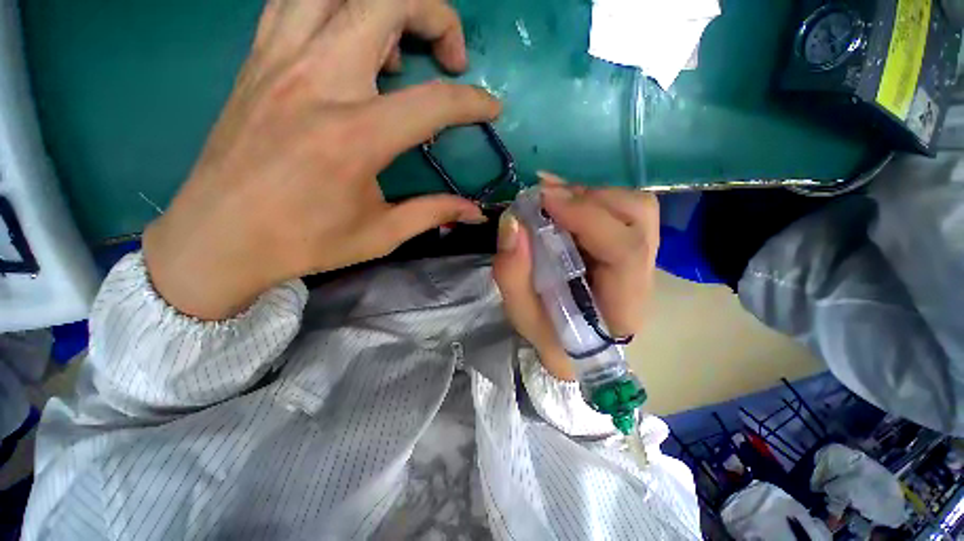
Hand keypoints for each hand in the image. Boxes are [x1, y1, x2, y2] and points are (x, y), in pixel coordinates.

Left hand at [144, 0, 499, 319]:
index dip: (473, 102)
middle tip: (449, 57)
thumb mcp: (381, 233)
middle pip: (386, 1)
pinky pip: (297, 1)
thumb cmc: (304, 242)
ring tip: (400, 45)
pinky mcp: (256, 60)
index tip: (491, 108)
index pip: (434, 102)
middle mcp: (317, 82)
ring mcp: (279, 60)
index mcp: (355, 137)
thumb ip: (434, 213)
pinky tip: (350, 38)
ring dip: (384, 4)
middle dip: (436, 16)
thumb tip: (474, 212)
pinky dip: (336, 5)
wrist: (219, 237)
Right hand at [493, 174, 659, 380]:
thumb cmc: (550, 337)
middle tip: (545, 198)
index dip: (587, 217)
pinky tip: (562, 203)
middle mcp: (643, 277)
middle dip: (588, 199)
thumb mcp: (522, 314)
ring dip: (589, 196)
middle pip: (638, 217)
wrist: (573, 346)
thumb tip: (512, 222)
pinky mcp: (630, 247)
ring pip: (634, 207)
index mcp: (623, 306)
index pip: (625, 251)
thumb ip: (512, 274)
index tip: (543, 199)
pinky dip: (589, 199)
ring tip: (552, 200)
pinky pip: (620, 209)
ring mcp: (642, 258)